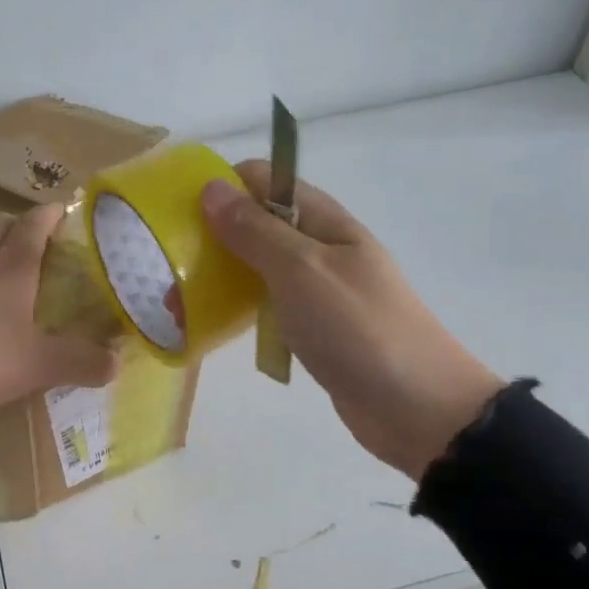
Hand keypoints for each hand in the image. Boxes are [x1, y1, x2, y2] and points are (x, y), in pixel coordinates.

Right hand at [201, 162, 503, 481]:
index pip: (266, 180)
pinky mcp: (314, 328)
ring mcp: (319, 290)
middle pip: (257, 224)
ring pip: (258, 268)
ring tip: (178, 308)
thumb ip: (255, 231)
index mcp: (324, 221)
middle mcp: (321, 247)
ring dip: (220, 279)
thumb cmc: (358, 330)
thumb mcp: (302, 271)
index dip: (223, 188)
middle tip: (171, 272)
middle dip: (212, 240)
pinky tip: (210, 329)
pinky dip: (240, 311)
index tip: (179, 216)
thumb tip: (211, 189)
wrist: (417, 408)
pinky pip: (268, 306)